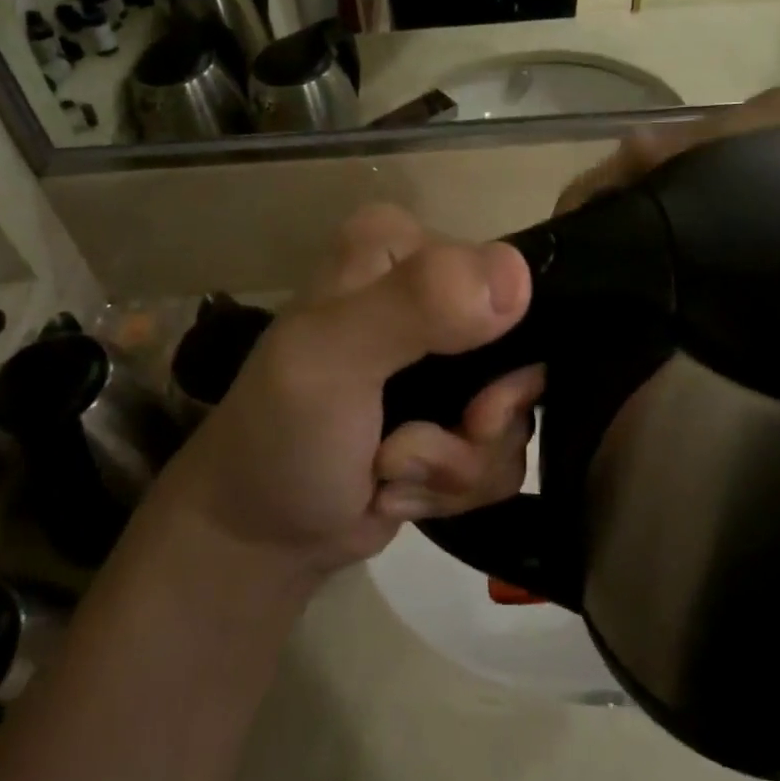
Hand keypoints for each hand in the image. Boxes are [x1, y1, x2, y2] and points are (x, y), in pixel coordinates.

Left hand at [160, 205, 541, 582]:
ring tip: (386, 473)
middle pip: (523, 358)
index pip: (507, 281)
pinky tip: (396, 488)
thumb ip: (416, 304)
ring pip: (516, 417)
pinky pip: (502, 455)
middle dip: (475, 429)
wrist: (256, 534)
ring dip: (454, 467)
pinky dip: (452, 486)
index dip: (501, 356)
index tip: (463, 411)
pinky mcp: (454, 413)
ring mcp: (448, 357)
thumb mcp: (332, 359)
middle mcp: (433, 291)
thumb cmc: (281, 435)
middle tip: (406, 450)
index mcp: (400, 246)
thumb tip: (518, 275)